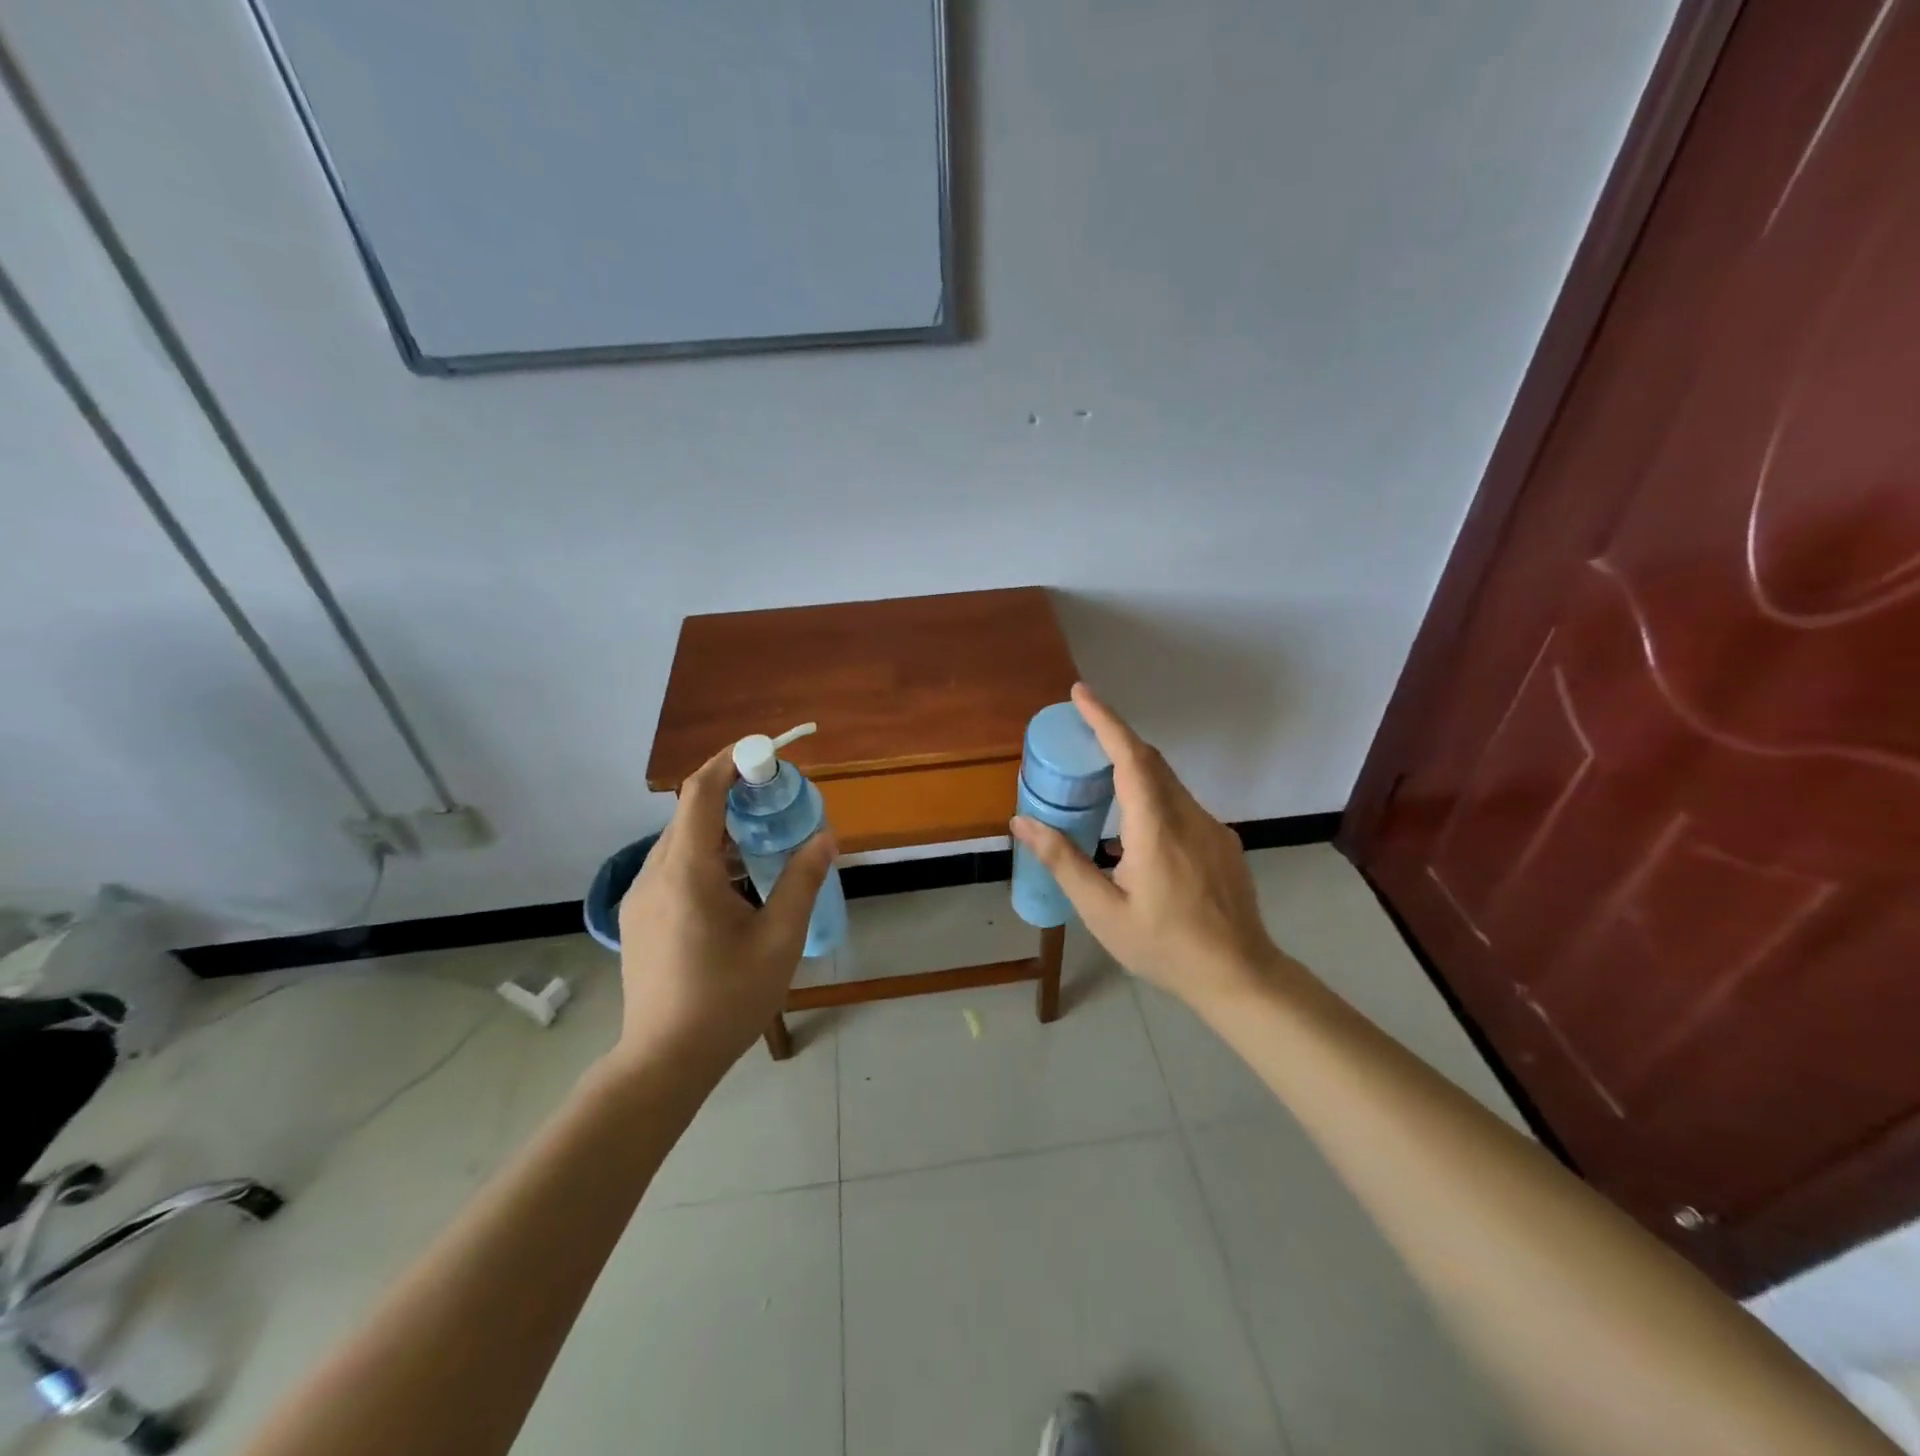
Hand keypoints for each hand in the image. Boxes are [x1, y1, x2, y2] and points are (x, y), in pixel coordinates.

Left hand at [613, 746, 834, 1076]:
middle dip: (732, 791)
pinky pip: (673, 866)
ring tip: (763, 837)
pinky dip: (706, 853)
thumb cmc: (727, 999)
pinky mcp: (640, 917)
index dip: (730, 761)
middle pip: (690, 812)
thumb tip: (824, 836)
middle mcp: (654, 873)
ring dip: (720, 826)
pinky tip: (736, 881)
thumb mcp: (779, 939)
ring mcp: (642, 896)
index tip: (765, 751)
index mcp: (686, 872)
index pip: (700, 792)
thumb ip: (802, 881)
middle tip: (776, 795)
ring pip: (681, 840)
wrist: (664, 1061)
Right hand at [1010, 683, 1296, 1011]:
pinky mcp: (1221, 841)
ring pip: (1167, 782)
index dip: (1105, 720)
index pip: (1131, 757)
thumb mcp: (1103, 912)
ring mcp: (1211, 827)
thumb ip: (1063, 862)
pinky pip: (1180, 804)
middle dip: (1114, 737)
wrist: (1240, 975)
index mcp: (1156, 828)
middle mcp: (1188, 816)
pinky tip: (1133, 834)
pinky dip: (1151, 797)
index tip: (1081, 693)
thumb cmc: (1165, 947)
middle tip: (1078, 734)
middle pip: (1150, 760)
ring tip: (1097, 784)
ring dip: (1132, 770)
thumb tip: (1023, 823)